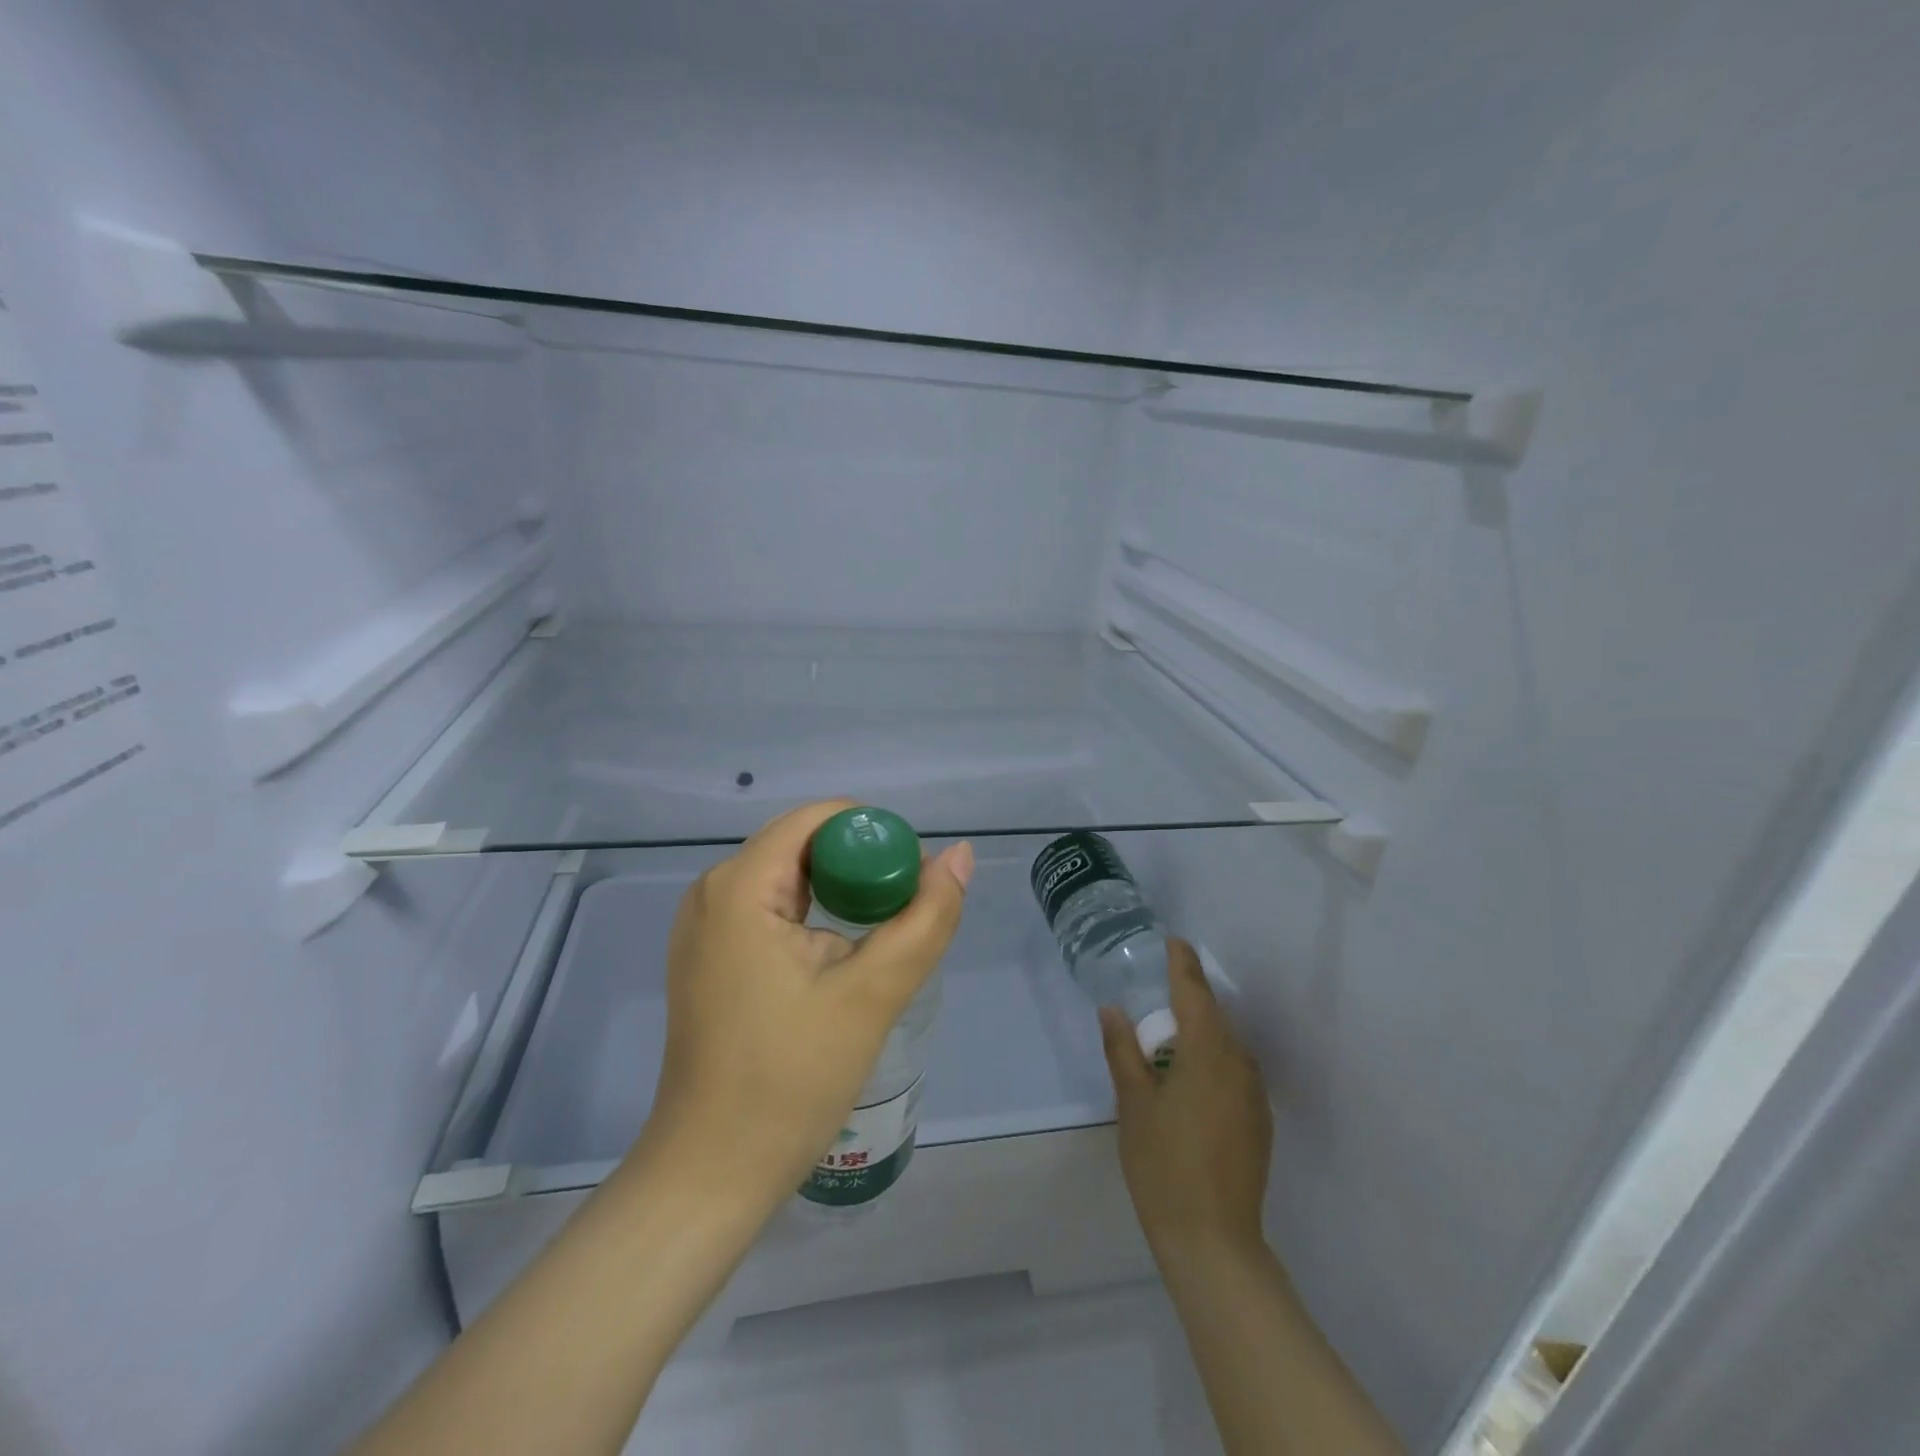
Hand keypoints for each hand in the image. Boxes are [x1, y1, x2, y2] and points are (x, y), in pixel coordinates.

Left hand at [641, 800, 972, 1214]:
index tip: (912, 875)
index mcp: (739, 886)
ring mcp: (704, 925)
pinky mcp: (709, 956)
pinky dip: (814, 917)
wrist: (713, 1172)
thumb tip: (959, 855)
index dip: (874, 833)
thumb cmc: (790, 1080)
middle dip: (861, 866)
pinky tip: (842, 957)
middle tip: (906, 910)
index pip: (818, 819)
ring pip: (789, 878)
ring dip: (841, 894)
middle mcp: (712, 891)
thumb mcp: (872, 994)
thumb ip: (925, 918)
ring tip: (882, 936)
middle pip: (803, 845)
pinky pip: (770, 909)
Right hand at [1101, 938, 1272, 1260]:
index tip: (1173, 940)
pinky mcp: (1259, 1120)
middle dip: (1187, 999)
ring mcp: (1254, 1093)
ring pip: (1225, 1044)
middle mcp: (1238, 1063)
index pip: (1194, 991)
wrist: (1214, 1241)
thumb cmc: (1163, 1163)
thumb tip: (1112, 1010)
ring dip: (1199, 1032)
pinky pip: (1233, 1071)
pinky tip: (1189, 1081)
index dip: (1183, 963)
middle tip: (1156, 992)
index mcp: (1207, 1051)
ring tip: (1167, 1040)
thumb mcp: (1133, 1103)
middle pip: (1212, 1016)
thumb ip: (1122, 1050)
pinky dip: (1211, 1060)